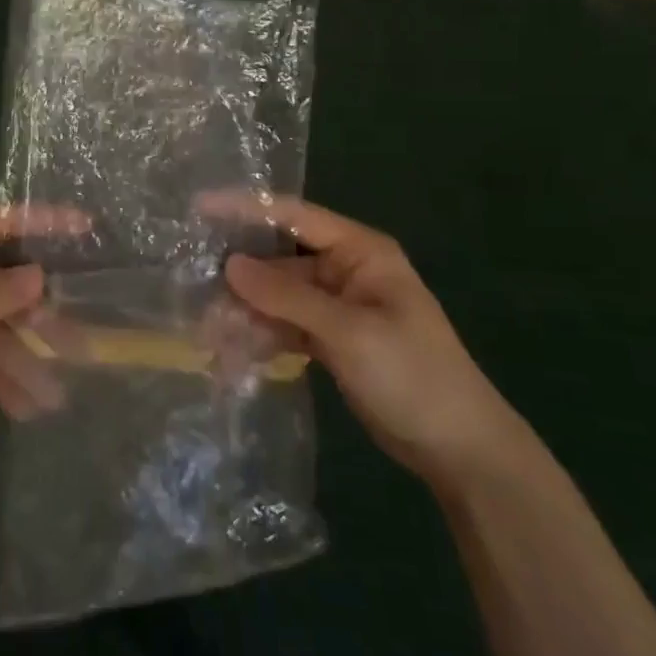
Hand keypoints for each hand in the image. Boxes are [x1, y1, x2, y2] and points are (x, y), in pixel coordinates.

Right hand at [214, 196, 524, 490]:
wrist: (459, 448)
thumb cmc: (412, 375)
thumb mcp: (348, 331)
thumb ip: (286, 297)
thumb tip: (229, 265)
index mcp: (360, 251)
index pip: (294, 216)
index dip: (246, 208)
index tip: (200, 206)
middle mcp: (345, 270)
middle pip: (280, 262)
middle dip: (240, 279)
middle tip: (196, 296)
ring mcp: (337, 306)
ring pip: (278, 298)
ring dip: (246, 314)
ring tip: (209, 337)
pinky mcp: (332, 339)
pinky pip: (286, 327)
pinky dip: (263, 338)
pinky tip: (234, 355)